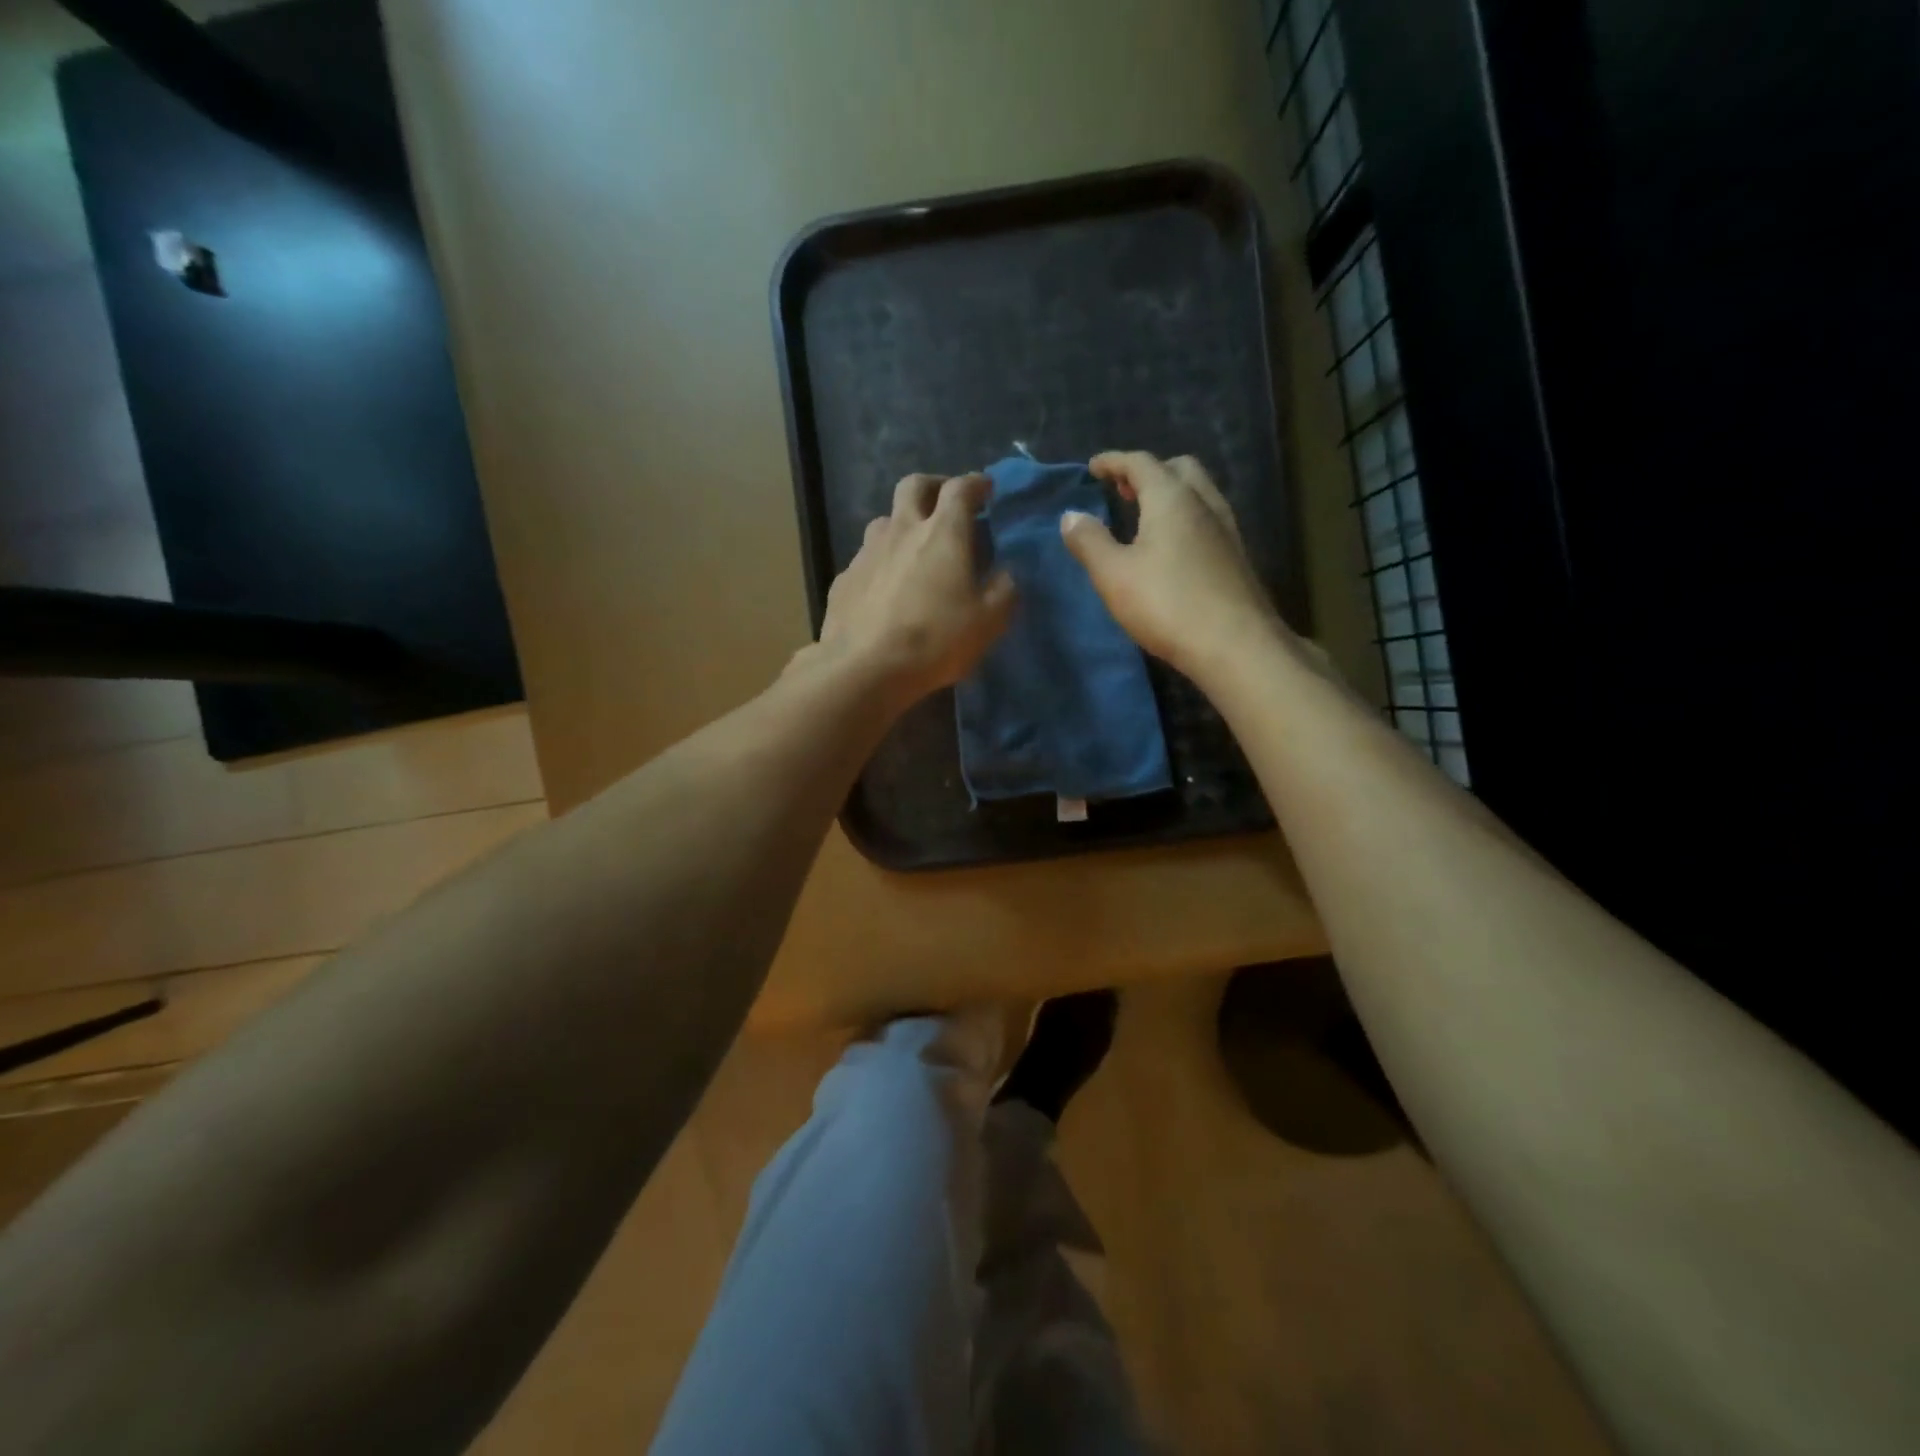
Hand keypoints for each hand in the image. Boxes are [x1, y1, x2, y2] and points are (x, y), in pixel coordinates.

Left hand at [815, 472, 1015, 708]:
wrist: (864, 667)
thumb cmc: (935, 639)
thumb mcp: (988, 621)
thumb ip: (1003, 590)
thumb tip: (1005, 574)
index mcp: (943, 532)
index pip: (961, 488)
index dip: (976, 483)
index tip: (986, 488)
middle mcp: (902, 529)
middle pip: (914, 485)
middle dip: (934, 486)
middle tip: (946, 503)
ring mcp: (867, 552)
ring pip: (885, 520)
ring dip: (903, 523)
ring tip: (914, 548)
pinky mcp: (844, 578)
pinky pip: (866, 558)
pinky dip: (881, 562)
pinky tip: (885, 588)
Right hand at [1060, 451, 1284, 678]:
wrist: (1236, 646)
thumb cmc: (1167, 604)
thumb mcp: (1113, 574)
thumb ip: (1090, 541)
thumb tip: (1071, 515)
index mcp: (1172, 498)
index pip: (1140, 463)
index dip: (1114, 461)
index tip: (1093, 468)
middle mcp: (1204, 503)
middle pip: (1178, 469)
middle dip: (1148, 472)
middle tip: (1124, 491)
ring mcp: (1227, 530)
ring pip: (1198, 494)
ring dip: (1171, 495)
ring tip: (1145, 518)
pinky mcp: (1237, 558)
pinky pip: (1208, 520)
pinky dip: (1186, 518)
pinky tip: (1173, 548)